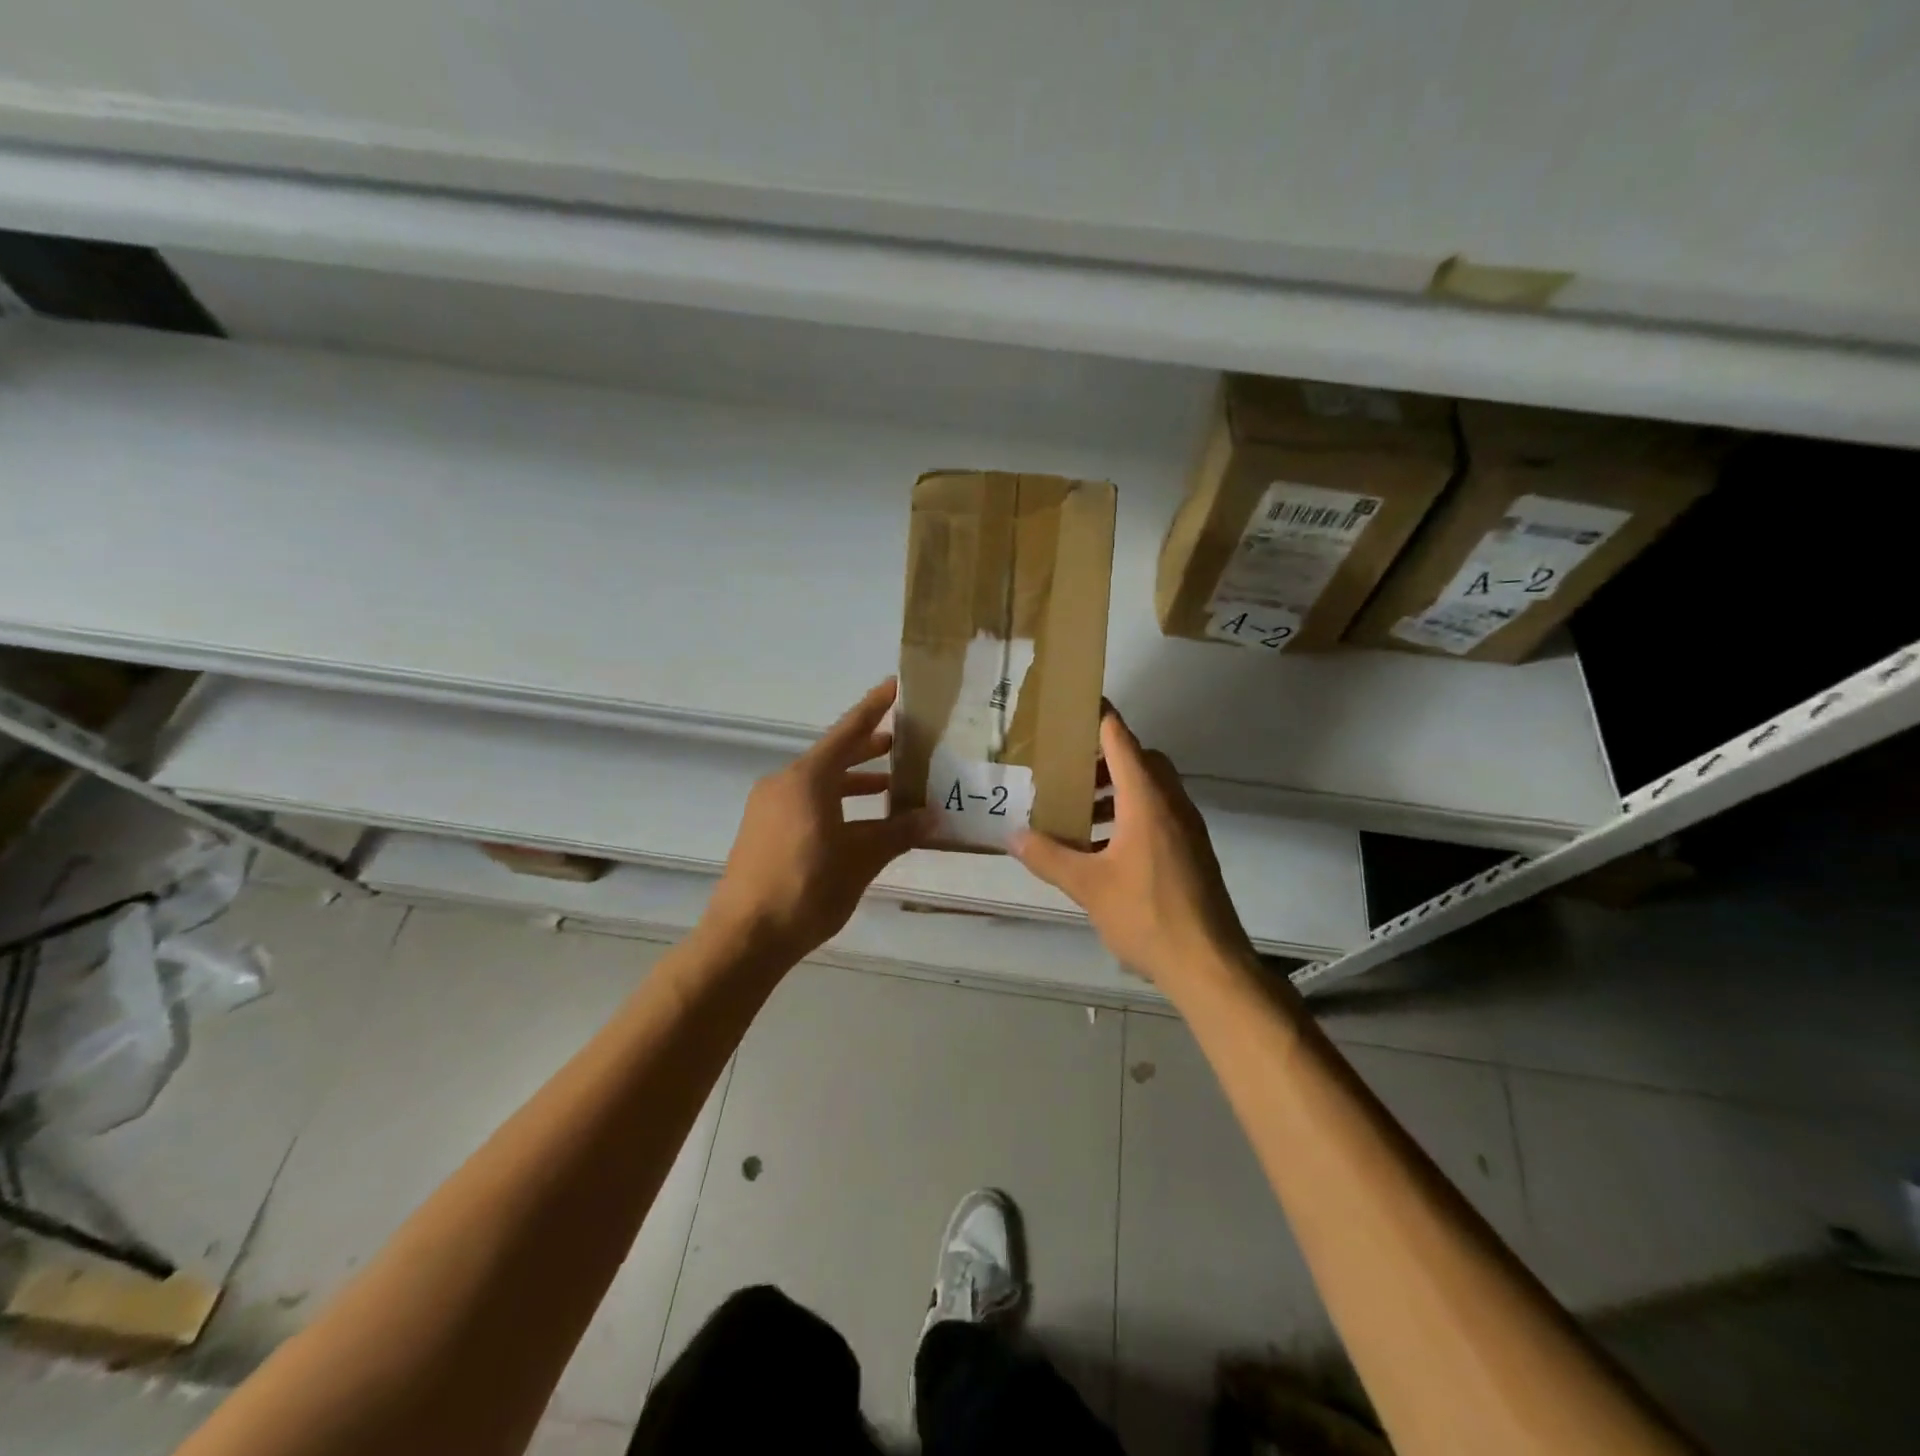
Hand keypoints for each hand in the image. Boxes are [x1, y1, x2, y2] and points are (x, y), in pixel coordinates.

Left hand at [703, 679, 937, 966]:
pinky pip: (807, 803)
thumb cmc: (805, 890)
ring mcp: (770, 808)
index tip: (895, 686)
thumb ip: (896, 834)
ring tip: (892, 786)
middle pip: (834, 756)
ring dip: (855, 782)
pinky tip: (861, 824)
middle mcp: (785, 784)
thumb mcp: (859, 861)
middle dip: (869, 749)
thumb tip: (932, 817)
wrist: (744, 937)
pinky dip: (837, 804)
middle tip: (906, 743)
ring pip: (821, 783)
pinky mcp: (764, 831)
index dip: (873, 708)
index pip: (848, 732)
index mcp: (807, 779)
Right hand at [1012, 707, 1255, 996]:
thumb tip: (1013, 835)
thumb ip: (1048, 857)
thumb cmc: (1146, 914)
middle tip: (1068, 765)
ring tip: (1079, 808)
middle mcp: (1171, 803)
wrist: (1209, 963)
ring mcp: (1187, 827)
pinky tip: (1103, 846)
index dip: (1099, 716)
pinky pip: (1159, 812)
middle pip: (1140, 759)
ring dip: (1118, 787)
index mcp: (1146, 800)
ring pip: (1151, 787)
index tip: (1076, 700)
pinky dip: (1131, 812)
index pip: (1121, 739)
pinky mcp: (1192, 850)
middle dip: (1104, 756)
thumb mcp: (1087, 886)